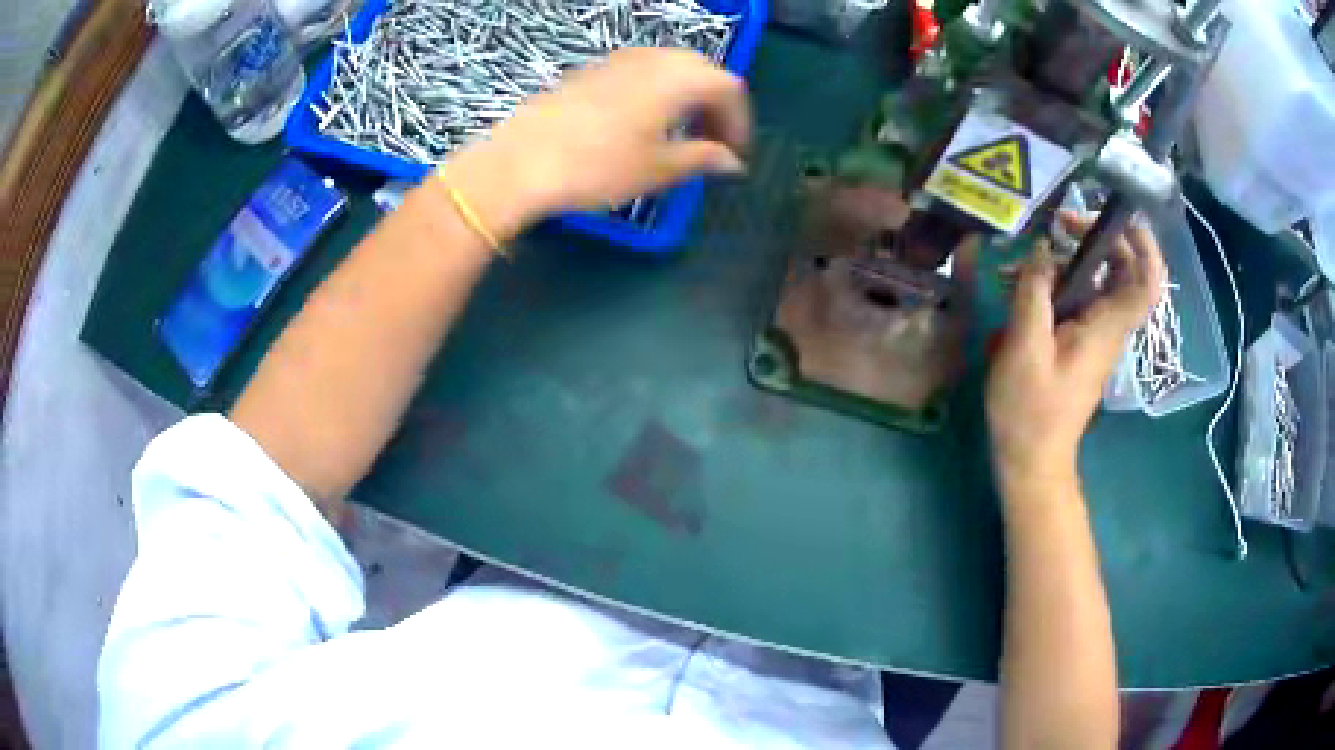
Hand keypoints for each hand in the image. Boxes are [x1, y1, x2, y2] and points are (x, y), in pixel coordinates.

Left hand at [442, 48, 750, 235]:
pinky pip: (640, 71)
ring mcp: (618, 60)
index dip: (739, 121)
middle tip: (711, 140)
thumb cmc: (597, 167)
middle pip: (701, 70)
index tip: (736, 154)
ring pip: (669, 67)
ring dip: (685, 95)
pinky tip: (642, 122)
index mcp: (678, 78)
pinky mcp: (591, 71)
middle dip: (714, 104)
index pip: (728, 88)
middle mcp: (653, 59)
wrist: (520, 161)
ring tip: (679, 132)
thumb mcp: (658, 170)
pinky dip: (656, 91)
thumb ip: (703, 158)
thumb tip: (731, 161)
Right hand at [986, 213, 1165, 494]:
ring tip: (1034, 251)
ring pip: (1099, 284)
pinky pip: (1080, 301)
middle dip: (1100, 238)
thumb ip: (1034, 292)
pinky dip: (1059, 282)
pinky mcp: (1080, 346)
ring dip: (1073, 259)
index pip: (1147, 283)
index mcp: (1106, 328)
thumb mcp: (1025, 347)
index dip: (1146, 246)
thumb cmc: (1031, 411)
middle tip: (1063, 223)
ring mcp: (1095, 337)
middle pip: (1125, 272)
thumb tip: (1043, 248)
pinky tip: (1026, 282)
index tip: (1122, 217)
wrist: (1033, 461)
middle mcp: (1109, 328)